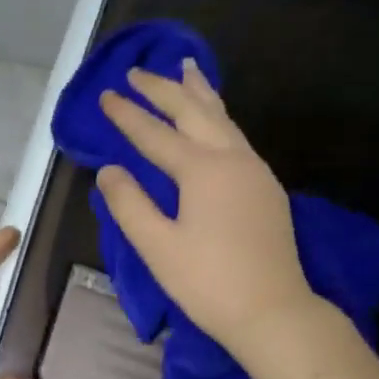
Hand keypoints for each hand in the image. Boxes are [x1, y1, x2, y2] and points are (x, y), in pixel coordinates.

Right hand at [96, 61, 325, 353]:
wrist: (272, 310)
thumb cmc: (208, 282)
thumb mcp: (158, 247)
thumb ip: (129, 204)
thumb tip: (109, 171)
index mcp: (202, 170)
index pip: (155, 134)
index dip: (128, 115)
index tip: (106, 94)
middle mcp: (232, 159)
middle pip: (194, 112)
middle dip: (163, 89)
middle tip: (137, 70)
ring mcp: (255, 171)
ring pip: (223, 119)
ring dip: (199, 93)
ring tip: (186, 69)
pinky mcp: (266, 187)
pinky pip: (237, 136)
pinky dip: (218, 117)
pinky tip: (214, 120)